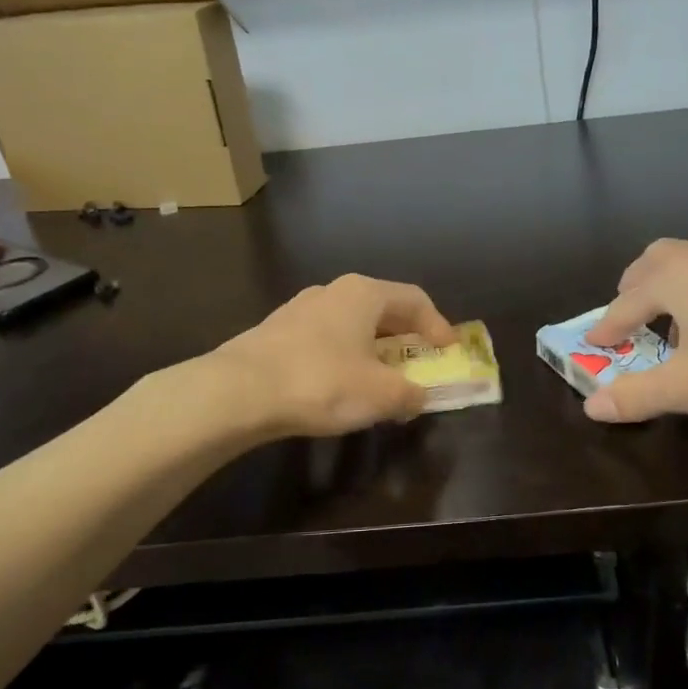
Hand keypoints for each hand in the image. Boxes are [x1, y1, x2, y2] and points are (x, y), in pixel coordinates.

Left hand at [215, 274, 457, 437]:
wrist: (238, 392)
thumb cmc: (321, 382)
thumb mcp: (380, 394)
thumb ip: (409, 394)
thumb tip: (419, 396)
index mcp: (363, 294)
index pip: (414, 299)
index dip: (438, 325)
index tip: (449, 350)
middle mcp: (332, 291)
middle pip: (382, 308)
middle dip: (405, 336)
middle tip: (420, 360)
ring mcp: (300, 309)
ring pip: (351, 323)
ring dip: (373, 347)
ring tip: (382, 376)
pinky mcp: (276, 332)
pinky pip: (326, 338)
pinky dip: (345, 356)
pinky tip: (341, 383)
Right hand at [581, 239, 687, 426]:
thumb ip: (637, 394)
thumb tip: (592, 406)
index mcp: (679, 276)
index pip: (626, 303)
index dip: (606, 328)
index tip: (592, 346)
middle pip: (656, 262)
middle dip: (634, 291)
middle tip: (627, 323)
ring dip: (670, 289)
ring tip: (670, 327)